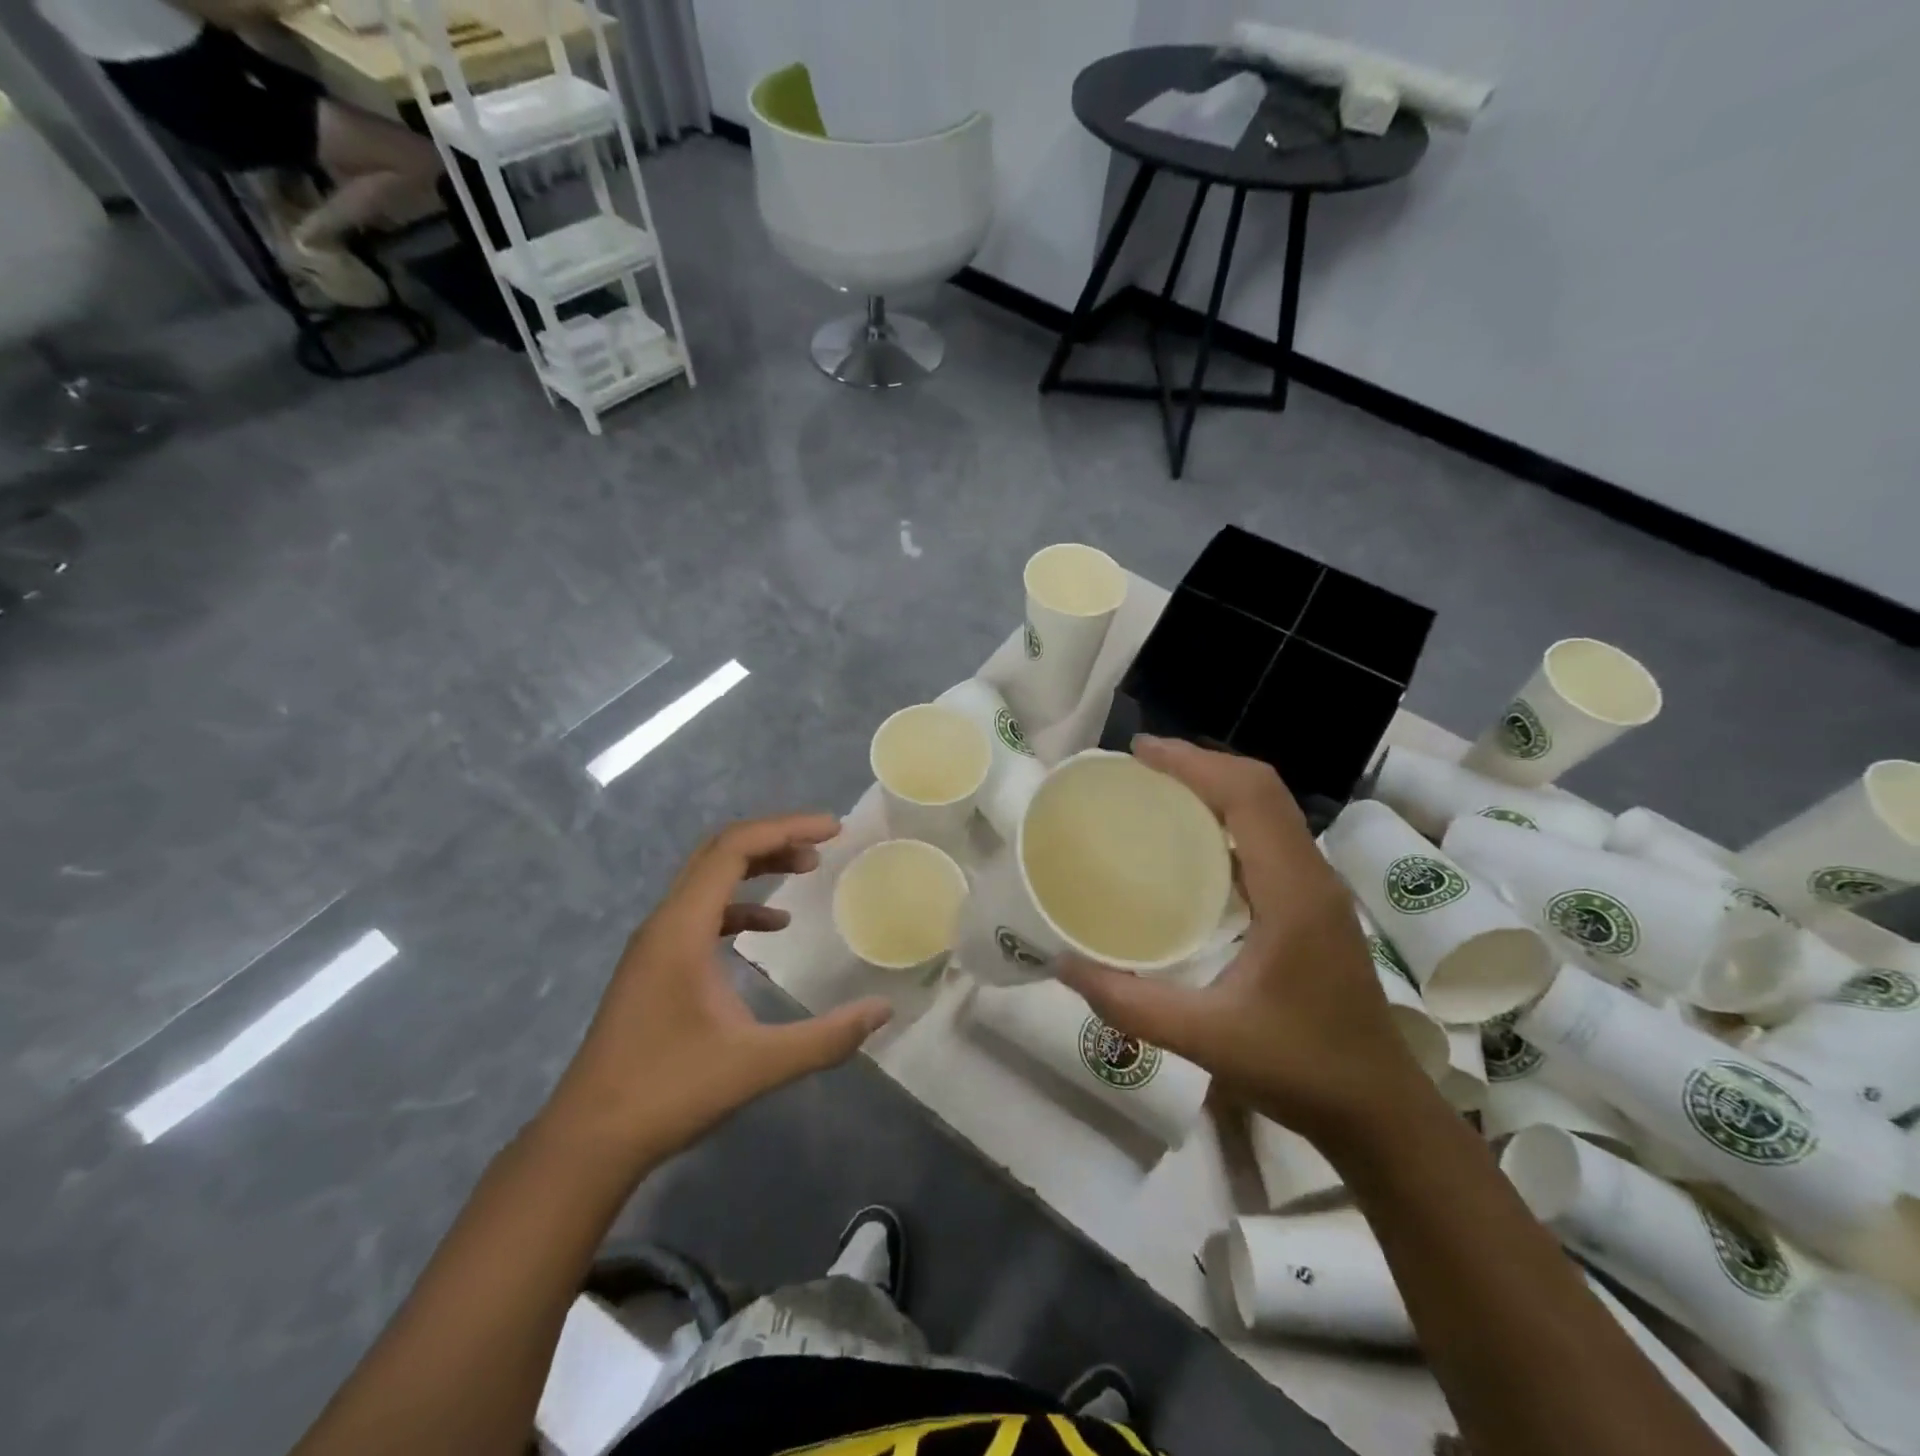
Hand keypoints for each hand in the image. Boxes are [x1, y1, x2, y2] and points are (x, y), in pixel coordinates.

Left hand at [540, 814, 891, 1166]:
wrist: (588, 1141)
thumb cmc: (669, 1093)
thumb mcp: (757, 1064)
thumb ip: (825, 1038)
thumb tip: (883, 1010)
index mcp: (682, 928)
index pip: (734, 848)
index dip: (786, 828)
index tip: (834, 830)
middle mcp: (664, 922)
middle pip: (720, 852)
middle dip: (775, 838)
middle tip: (825, 844)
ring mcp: (655, 944)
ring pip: (709, 879)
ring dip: (757, 867)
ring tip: (806, 869)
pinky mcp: (655, 965)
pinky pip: (701, 912)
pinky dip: (740, 905)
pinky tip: (771, 927)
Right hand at [1058, 738, 1427, 1141]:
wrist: (1379, 1110)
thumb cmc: (1301, 1069)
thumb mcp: (1207, 1040)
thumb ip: (1131, 1003)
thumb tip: (1062, 965)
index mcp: (1293, 893)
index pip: (1249, 796)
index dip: (1195, 764)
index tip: (1139, 753)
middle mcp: (1311, 876)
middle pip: (1262, 788)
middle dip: (1201, 764)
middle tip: (1139, 766)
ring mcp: (1317, 889)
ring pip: (1269, 808)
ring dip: (1217, 786)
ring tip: (1158, 789)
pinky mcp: (1313, 904)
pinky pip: (1269, 836)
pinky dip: (1228, 816)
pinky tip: (1190, 841)